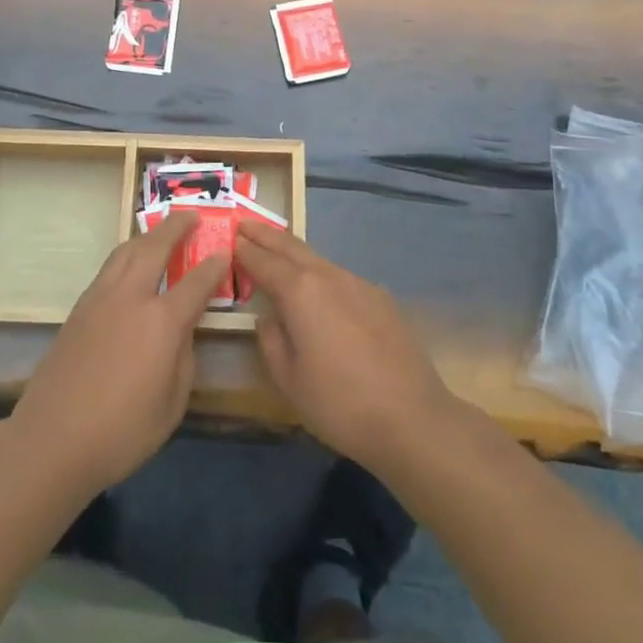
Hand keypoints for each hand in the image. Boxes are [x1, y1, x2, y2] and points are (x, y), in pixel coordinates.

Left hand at [10, 213, 229, 499]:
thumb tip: (182, 330)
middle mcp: (131, 298)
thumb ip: (183, 357)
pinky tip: (131, 267)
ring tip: (160, 232)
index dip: (214, 265)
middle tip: (191, 216)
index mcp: (161, 322)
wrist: (52, 440)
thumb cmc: (122, 432)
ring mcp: (99, 300)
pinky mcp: (78, 310)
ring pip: (125, 252)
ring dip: (146, 236)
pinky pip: (108, 270)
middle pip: (154, 248)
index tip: (225, 251)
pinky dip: (126, 257)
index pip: (196, 282)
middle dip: (175, 227)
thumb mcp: (172, 403)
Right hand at [235, 221, 460, 470]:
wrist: (412, 418)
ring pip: (319, 259)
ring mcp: (360, 285)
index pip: (264, 262)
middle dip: (267, 235)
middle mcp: (329, 277)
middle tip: (246, 224)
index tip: (231, 239)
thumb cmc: (339, 403)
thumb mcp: (289, 379)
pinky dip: (321, 273)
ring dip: (295, 252)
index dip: (245, 251)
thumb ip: (272, 340)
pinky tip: (319, 287)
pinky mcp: (381, 299)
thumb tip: (269, 317)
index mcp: (300, 292)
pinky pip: (341, 277)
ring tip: (278, 251)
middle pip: (292, 247)